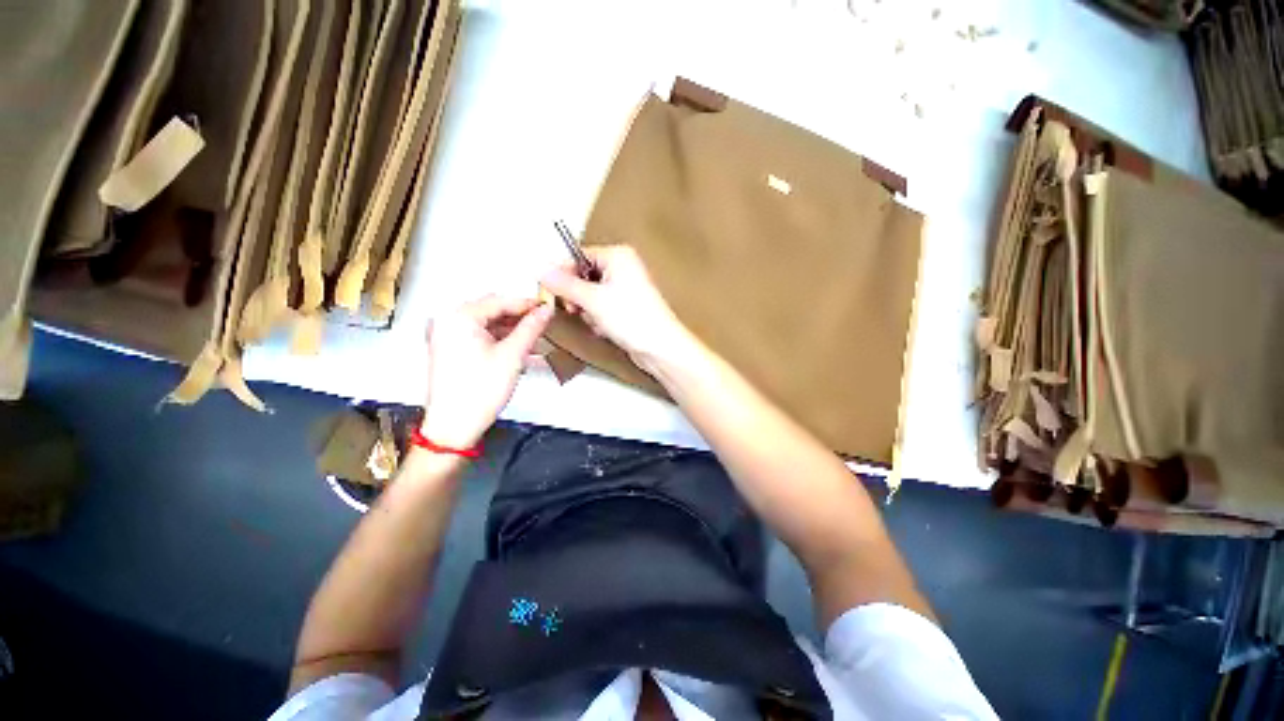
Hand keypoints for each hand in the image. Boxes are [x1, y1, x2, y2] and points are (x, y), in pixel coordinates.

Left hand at [421, 296, 552, 448]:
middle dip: (519, 317)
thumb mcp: (513, 355)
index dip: (527, 304)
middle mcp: (448, 321)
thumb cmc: (479, 391)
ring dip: (511, 330)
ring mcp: (446, 337)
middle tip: (543, 323)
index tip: (547, 308)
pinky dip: (499, 340)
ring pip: (487, 324)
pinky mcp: (450, 350)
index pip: (500, 301)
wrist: (454, 427)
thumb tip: (546, 310)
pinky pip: (479, 337)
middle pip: (492, 310)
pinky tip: (518, 349)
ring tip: (535, 338)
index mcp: (459, 317)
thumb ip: (531, 328)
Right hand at [539, 245, 696, 373]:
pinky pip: (602, 307)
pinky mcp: (627, 306)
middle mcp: (623, 267)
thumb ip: (564, 284)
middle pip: (583, 276)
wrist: (659, 347)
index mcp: (618, 256)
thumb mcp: (592, 300)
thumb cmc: (632, 318)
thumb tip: (541, 270)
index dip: (563, 274)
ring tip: (599, 321)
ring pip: (590, 295)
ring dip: (588, 311)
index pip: (578, 256)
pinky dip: (599, 318)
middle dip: (578, 297)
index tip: (551, 291)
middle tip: (577, 309)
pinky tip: (606, 328)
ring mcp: (626, 287)